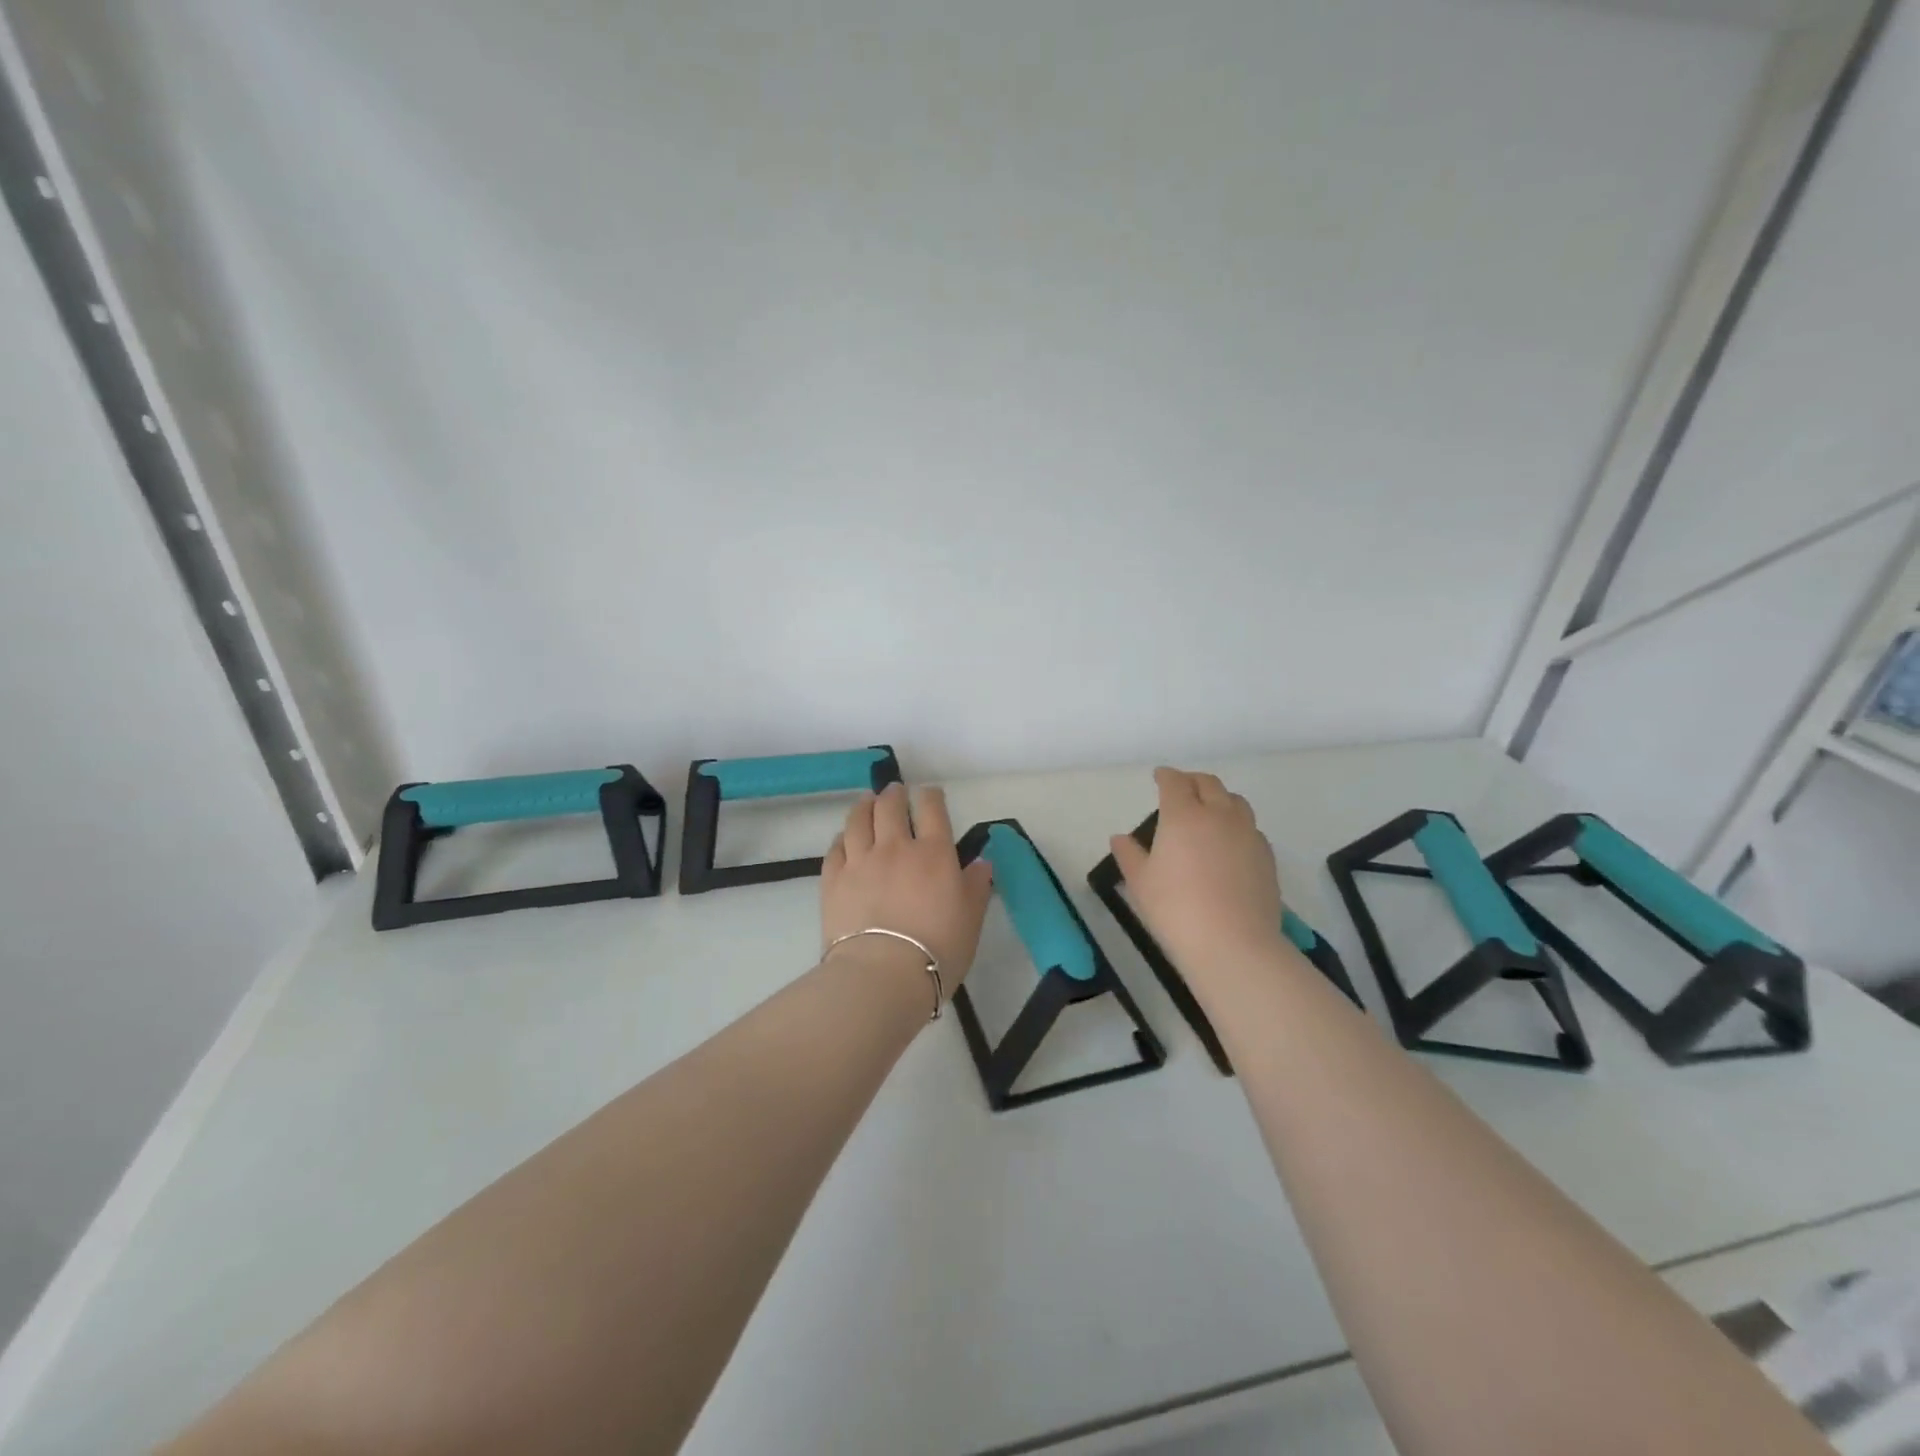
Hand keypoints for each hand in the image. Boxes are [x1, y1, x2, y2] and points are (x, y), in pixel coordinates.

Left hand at [822, 783, 994, 997]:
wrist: (882, 975)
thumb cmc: (938, 950)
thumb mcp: (971, 920)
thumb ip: (976, 886)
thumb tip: (981, 861)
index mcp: (934, 854)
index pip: (932, 809)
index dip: (931, 796)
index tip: (930, 794)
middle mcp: (895, 847)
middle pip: (890, 806)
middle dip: (894, 794)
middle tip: (895, 792)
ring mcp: (860, 861)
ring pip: (858, 819)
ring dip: (864, 806)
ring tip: (867, 802)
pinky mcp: (833, 879)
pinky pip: (835, 848)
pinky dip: (842, 838)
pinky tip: (844, 838)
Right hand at [1108, 767, 1284, 976]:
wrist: (1233, 944)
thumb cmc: (1175, 909)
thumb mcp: (1140, 882)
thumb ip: (1129, 855)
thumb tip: (1120, 838)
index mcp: (1183, 815)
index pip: (1175, 782)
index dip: (1165, 776)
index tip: (1159, 777)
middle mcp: (1219, 815)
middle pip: (1209, 784)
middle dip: (1192, 781)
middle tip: (1181, 789)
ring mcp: (1248, 834)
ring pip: (1236, 801)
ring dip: (1219, 798)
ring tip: (1209, 811)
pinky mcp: (1267, 856)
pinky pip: (1251, 828)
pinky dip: (1237, 824)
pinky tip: (1229, 843)